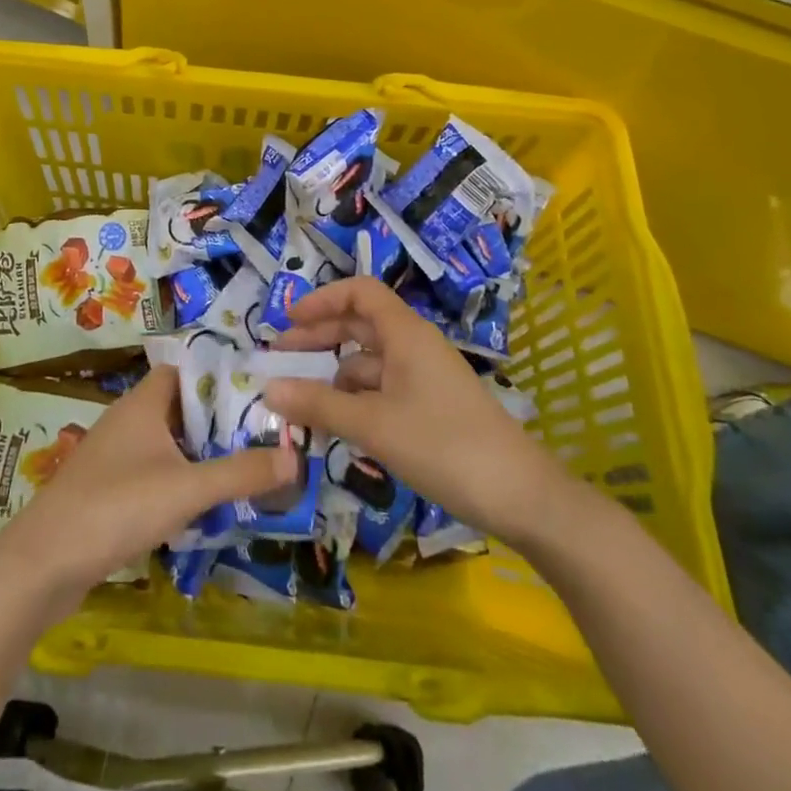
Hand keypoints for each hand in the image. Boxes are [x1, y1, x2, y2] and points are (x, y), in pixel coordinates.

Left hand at [0, 365, 296, 612]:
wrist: (44, 562)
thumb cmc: (117, 507)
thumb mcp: (187, 489)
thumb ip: (240, 472)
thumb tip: (295, 456)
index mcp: (143, 402)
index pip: (184, 370)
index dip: (218, 375)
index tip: (257, 388)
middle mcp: (127, 419)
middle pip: (179, 406)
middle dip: (217, 418)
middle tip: (262, 431)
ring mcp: (113, 455)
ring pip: (166, 441)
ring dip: (199, 451)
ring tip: (243, 464)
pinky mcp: (106, 489)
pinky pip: (152, 470)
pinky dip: (178, 478)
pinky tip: (202, 502)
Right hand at [265, 277, 573, 548]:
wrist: (522, 497)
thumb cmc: (445, 445)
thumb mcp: (374, 425)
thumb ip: (318, 405)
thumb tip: (267, 389)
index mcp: (405, 333)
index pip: (359, 292)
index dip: (322, 300)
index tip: (289, 321)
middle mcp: (414, 346)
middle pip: (359, 325)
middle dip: (319, 339)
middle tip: (280, 360)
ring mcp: (424, 378)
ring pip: (369, 363)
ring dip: (334, 377)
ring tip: (301, 404)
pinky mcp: (431, 408)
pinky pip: (383, 391)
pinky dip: (355, 401)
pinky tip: (337, 427)